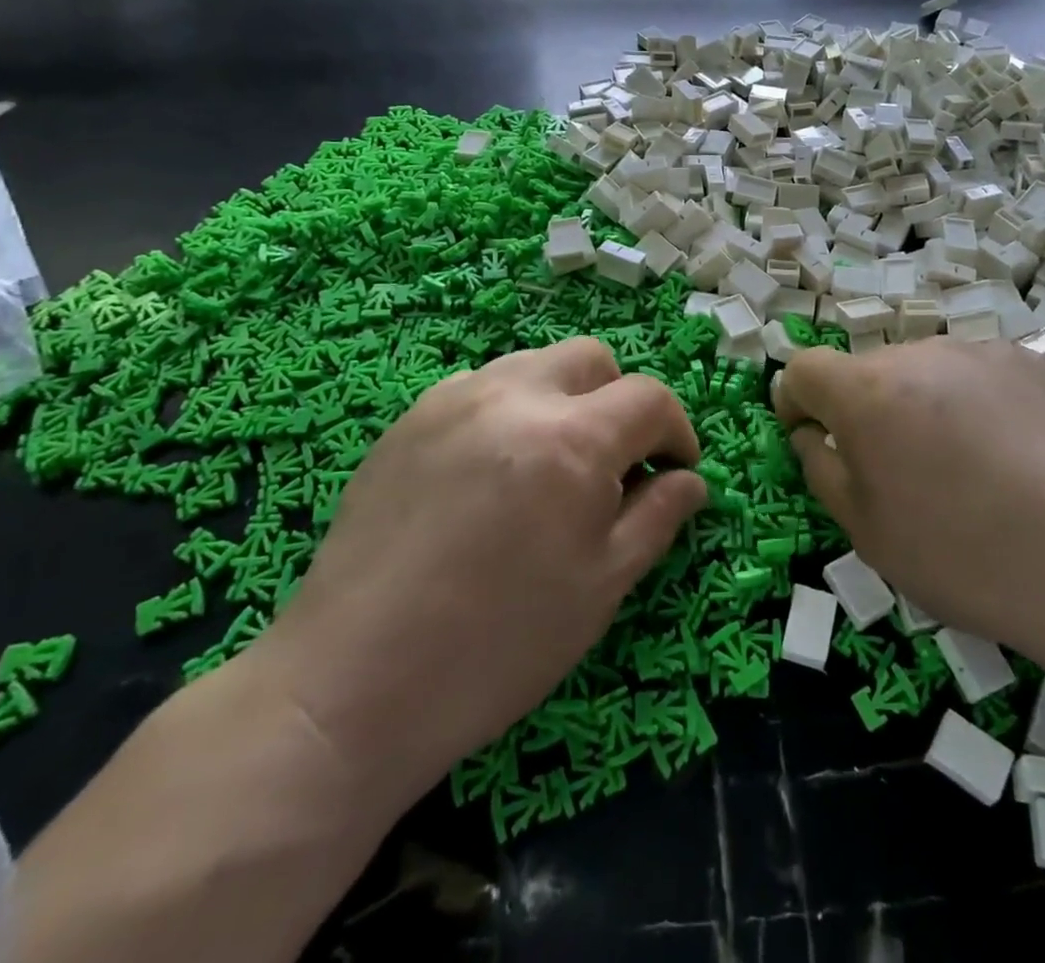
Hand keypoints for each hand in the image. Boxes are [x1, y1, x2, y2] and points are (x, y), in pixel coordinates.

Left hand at [254, 338, 708, 808]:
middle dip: (620, 401)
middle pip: (593, 359)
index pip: (649, 398)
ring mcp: (455, 400)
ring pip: (535, 364)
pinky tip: (494, 469)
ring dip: (564, 398)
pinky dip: (509, 409)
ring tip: (553, 463)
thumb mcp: (602, 587)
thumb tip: (692, 480)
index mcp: (572, 439)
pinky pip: (480, 386)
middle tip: (614, 464)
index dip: (676, 432)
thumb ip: (657, 517)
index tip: (675, 472)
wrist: (353, 684)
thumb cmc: (498, 646)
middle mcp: (515, 397)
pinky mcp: (410, 418)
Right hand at [775, 338, 1044, 696]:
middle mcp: (922, 353)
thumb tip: (812, 434)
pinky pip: (982, 378)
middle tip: (899, 472)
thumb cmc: (965, 556)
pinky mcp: (1038, 365)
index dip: (796, 401)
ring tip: (967, 470)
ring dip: (924, 406)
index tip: (808, 435)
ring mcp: (985, 353)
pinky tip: (1017, 461)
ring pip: (928, 372)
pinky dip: (978, 407)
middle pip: (871, 371)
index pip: (805, 368)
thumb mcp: (868, 532)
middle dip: (866, 410)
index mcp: (868, 390)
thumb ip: (822, 469)